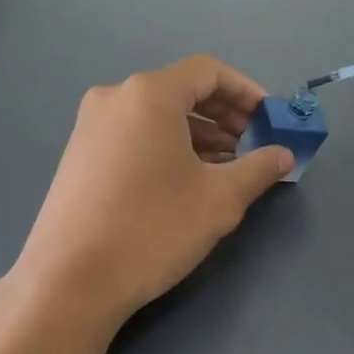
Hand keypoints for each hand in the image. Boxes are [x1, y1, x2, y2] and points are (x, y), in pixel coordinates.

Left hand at [10, 55, 295, 331]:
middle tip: (252, 145)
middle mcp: (115, 98)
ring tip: (225, 168)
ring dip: (197, 133)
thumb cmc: (152, 229)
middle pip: (181, 90)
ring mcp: (90, 125)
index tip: (269, 119)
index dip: (246, 91)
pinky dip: (166, 145)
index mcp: (149, 94)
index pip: (208, 71)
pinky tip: (185, 180)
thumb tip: (284, 154)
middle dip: (224, 114)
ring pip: (156, 115)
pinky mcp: (78, 154)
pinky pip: (134, 133)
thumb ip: (259, 168)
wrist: (69, 282)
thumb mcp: (219, 199)